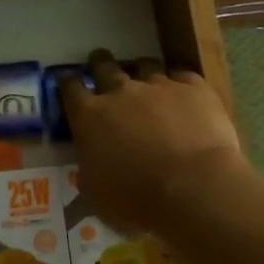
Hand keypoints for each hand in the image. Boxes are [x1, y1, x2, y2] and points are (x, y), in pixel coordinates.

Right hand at [57, 48, 246, 233]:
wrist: (193, 188)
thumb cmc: (135, 201)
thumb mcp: (95, 195)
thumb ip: (90, 170)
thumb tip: (92, 164)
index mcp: (90, 117)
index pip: (71, 89)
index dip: (68, 83)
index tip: (69, 81)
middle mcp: (121, 93)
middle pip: (105, 66)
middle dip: (100, 63)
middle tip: (100, 63)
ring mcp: (160, 86)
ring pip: (146, 66)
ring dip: (142, 72)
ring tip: (146, 78)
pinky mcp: (194, 89)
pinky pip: (184, 76)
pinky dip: (180, 83)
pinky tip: (183, 93)